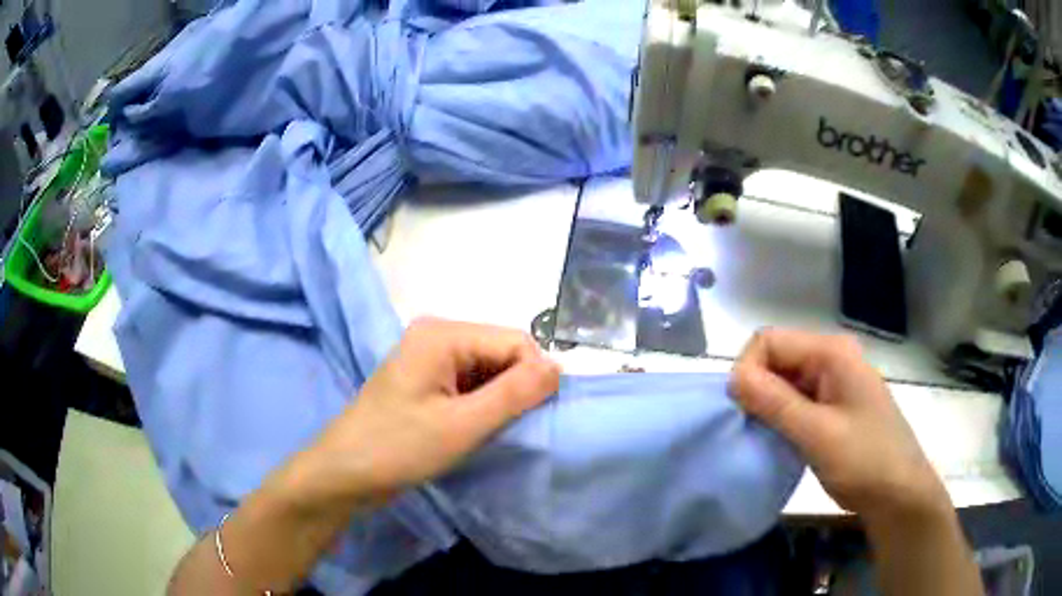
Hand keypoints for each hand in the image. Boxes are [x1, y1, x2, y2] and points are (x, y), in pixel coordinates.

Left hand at [307, 318, 560, 504]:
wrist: (344, 473)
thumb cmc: (399, 448)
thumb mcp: (463, 424)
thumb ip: (515, 393)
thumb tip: (559, 366)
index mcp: (443, 333)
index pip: (516, 342)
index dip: (532, 378)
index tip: (528, 419)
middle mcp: (437, 334)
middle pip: (502, 353)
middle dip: (513, 390)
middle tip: (502, 429)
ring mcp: (429, 357)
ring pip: (488, 371)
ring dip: (497, 401)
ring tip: (483, 432)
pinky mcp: (425, 380)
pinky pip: (470, 383)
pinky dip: (480, 405)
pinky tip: (470, 429)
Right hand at [729, 328, 949, 522]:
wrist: (898, 494)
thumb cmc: (864, 460)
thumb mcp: (817, 434)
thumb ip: (774, 402)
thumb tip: (731, 377)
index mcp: (831, 352)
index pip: (769, 340)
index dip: (749, 370)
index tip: (743, 411)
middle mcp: (832, 358)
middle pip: (776, 358)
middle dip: (757, 390)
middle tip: (756, 430)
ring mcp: (835, 381)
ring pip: (784, 381)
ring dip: (769, 407)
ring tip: (768, 438)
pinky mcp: (834, 405)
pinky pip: (796, 400)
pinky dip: (782, 418)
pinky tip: (783, 441)